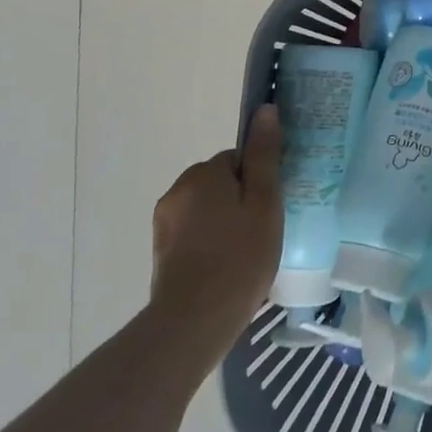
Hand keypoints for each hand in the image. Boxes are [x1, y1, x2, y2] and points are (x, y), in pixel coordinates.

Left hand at [150, 104, 283, 361]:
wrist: (194, 322)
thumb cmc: (240, 256)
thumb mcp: (265, 202)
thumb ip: (264, 155)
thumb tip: (265, 109)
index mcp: (203, 174)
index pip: (239, 159)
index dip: (259, 182)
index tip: (270, 208)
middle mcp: (177, 191)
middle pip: (221, 182)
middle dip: (241, 201)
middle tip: (262, 231)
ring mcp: (165, 223)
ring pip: (208, 209)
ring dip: (225, 222)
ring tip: (246, 254)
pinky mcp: (161, 252)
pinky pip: (195, 233)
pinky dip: (211, 243)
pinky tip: (226, 267)